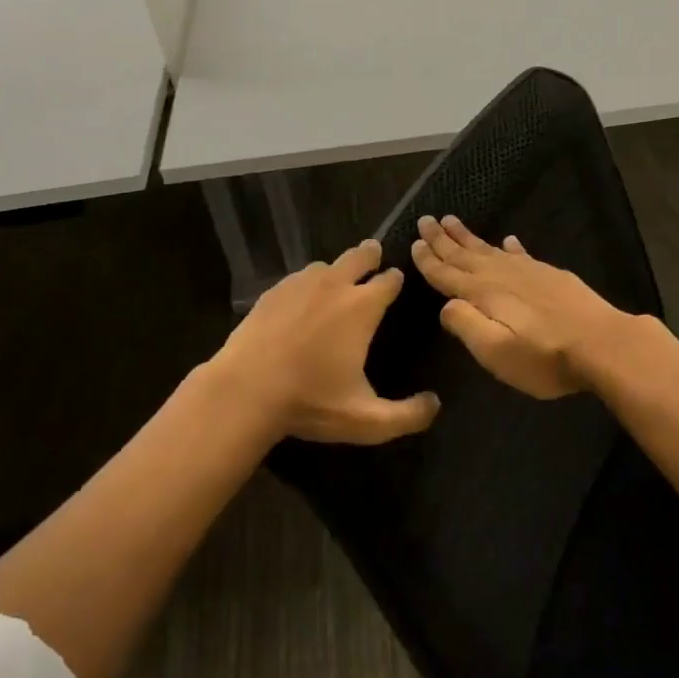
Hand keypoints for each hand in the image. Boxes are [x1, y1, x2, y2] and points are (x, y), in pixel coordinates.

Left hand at [208, 238, 439, 445]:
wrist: (244, 391)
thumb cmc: (310, 402)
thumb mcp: (367, 421)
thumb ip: (408, 416)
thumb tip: (434, 404)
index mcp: (362, 307)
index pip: (389, 280)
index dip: (396, 279)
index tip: (397, 281)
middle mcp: (334, 286)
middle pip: (359, 256)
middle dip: (370, 256)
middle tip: (374, 257)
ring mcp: (299, 285)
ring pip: (325, 266)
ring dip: (337, 270)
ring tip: (337, 281)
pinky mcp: (271, 293)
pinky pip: (297, 279)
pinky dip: (307, 284)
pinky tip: (302, 299)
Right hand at [409, 215, 636, 399]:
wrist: (603, 344)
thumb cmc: (544, 357)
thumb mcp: (495, 351)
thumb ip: (466, 325)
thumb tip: (446, 306)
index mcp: (483, 294)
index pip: (448, 274)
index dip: (429, 260)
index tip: (415, 242)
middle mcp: (501, 276)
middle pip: (465, 254)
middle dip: (443, 239)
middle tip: (426, 219)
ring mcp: (529, 272)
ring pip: (490, 249)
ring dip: (469, 237)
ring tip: (452, 221)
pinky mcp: (551, 276)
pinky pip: (522, 254)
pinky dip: (511, 247)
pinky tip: (509, 241)